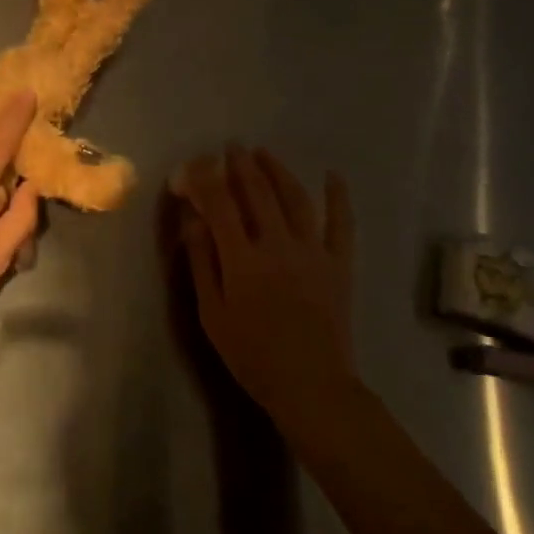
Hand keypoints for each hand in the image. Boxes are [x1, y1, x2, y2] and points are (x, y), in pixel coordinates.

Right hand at [175, 145, 355, 425]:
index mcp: (242, 259)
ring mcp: (313, 251)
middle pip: (258, 193)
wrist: (311, 385)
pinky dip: (338, 197)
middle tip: (231, 148)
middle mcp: (278, 244)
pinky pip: (341, 223)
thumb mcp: (213, 314)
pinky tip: (333, 176)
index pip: (220, 205)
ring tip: (264, 154)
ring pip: (295, 199)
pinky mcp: (339, 263)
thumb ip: (202, 263)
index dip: (205, 180)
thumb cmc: (252, 354)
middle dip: (241, 166)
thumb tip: (193, 220)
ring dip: (278, 171)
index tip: (195, 165)